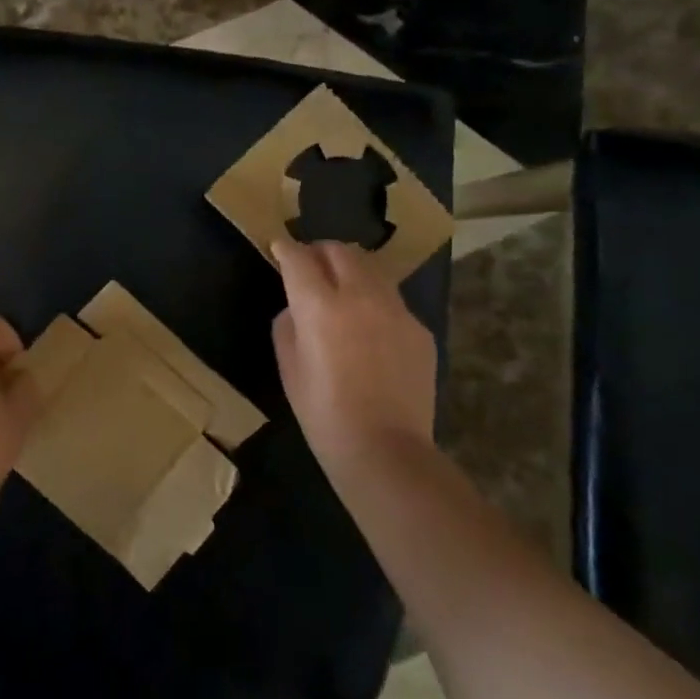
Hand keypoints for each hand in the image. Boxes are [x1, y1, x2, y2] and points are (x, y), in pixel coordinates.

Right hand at [271, 239, 437, 467]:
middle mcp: (360, 296)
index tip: (279, 248)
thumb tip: (298, 307)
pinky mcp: (420, 329)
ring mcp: (396, 310)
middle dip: (320, 251)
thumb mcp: (289, 366)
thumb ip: (289, 324)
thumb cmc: (323, 412)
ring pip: (371, 269)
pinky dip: (375, 301)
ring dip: (351, 270)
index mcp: (320, 305)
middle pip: (340, 251)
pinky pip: (392, 301)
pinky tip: (370, 330)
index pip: (299, 258)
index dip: (286, 249)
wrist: (385, 450)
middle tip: (310, 265)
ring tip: (342, 290)